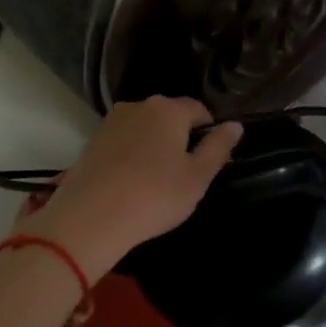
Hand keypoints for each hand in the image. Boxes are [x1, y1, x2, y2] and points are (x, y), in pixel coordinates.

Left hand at [19, 97, 242, 281]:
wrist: (90, 219)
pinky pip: (123, 143)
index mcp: (168, 110)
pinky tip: (130, 183)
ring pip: (144, 129)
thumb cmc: (154, 196)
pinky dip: (131, 156)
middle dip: (180, 137)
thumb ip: (218, 147)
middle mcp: (138, 106)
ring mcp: (110, 123)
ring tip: (155, 181)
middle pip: (169, 116)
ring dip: (153, 146)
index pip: (199, 109)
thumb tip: (235, 125)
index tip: (208, 160)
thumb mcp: (197, 177)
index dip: (209, 132)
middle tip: (184, 174)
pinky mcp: (91, 143)